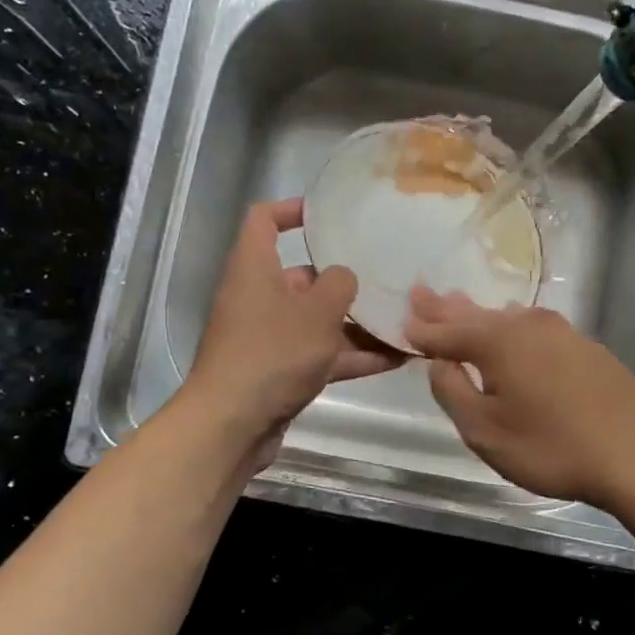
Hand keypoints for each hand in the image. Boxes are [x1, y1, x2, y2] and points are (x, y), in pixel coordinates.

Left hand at [188, 199, 403, 470]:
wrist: (232, 424)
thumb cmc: (273, 352)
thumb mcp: (318, 311)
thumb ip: (340, 284)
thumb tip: (343, 277)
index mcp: (254, 268)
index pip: (263, 219)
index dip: (292, 210)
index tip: (329, 216)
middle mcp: (257, 297)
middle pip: (301, 276)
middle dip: (343, 281)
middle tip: (385, 279)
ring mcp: (268, 337)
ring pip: (316, 321)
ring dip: (356, 325)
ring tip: (402, 322)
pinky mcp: (278, 371)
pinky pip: (319, 355)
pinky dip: (351, 356)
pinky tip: (395, 360)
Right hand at [405, 287, 634, 508]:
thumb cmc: (552, 446)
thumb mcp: (486, 431)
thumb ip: (453, 393)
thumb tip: (440, 364)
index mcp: (496, 341)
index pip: (446, 332)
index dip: (421, 330)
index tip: (401, 320)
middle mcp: (526, 325)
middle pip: (476, 315)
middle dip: (445, 308)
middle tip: (421, 293)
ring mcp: (560, 332)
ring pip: (506, 317)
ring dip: (478, 313)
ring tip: (457, 303)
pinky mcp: (583, 347)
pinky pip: (532, 327)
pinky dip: (510, 325)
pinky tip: (511, 322)